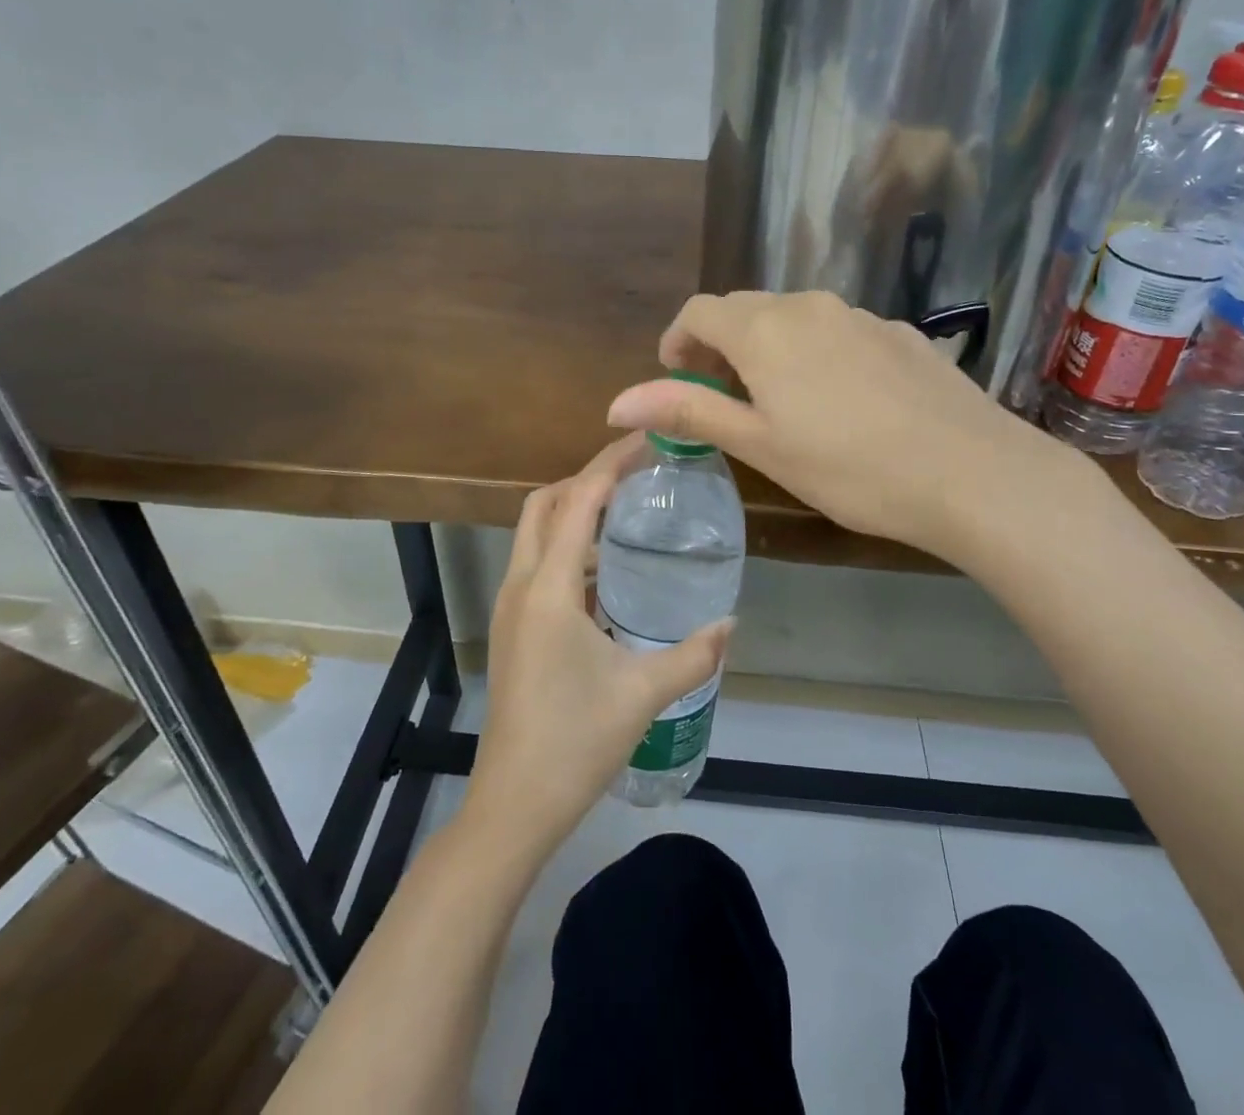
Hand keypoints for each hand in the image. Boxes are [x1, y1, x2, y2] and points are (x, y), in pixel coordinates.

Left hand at [464, 436, 731, 856]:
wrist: (515, 802)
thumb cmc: (576, 741)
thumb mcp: (644, 693)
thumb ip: (694, 654)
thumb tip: (731, 624)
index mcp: (549, 588)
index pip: (578, 501)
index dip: (609, 463)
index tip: (645, 441)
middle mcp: (522, 585)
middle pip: (544, 504)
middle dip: (585, 479)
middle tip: (635, 475)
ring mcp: (511, 607)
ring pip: (535, 534)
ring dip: (574, 513)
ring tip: (626, 513)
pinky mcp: (513, 628)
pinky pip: (538, 565)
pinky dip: (568, 548)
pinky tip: (607, 571)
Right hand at [607, 291, 1090, 565]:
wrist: (972, 472)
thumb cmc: (849, 467)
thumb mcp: (760, 444)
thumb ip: (688, 410)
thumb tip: (615, 401)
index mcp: (765, 330)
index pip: (700, 311)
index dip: (678, 339)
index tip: (676, 376)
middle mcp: (810, 306)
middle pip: (745, 310)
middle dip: (720, 344)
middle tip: (721, 396)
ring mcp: (860, 316)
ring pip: (794, 318)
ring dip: (768, 347)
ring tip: (779, 401)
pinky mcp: (899, 334)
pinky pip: (838, 330)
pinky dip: (815, 352)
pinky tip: (840, 400)